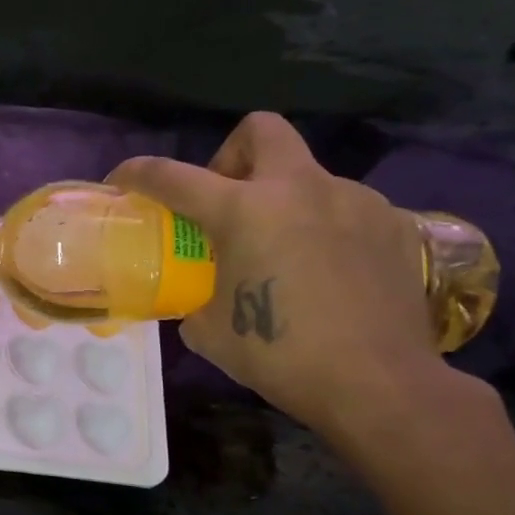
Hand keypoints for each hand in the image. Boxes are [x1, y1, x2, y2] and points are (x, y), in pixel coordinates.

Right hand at [109, 113, 447, 437]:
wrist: (379, 384)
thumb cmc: (280, 355)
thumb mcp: (209, 330)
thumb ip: (195, 296)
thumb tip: (196, 294)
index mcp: (245, 211)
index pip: (173, 176)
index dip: (138, 173)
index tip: (121, 180)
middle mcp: (300, 188)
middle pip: (260, 130)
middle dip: (232, 155)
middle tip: (227, 201)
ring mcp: (354, 201)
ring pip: (307, 175)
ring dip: (284, 200)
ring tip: (284, 251)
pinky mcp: (393, 224)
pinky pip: (345, 208)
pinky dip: (325, 227)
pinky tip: (327, 270)